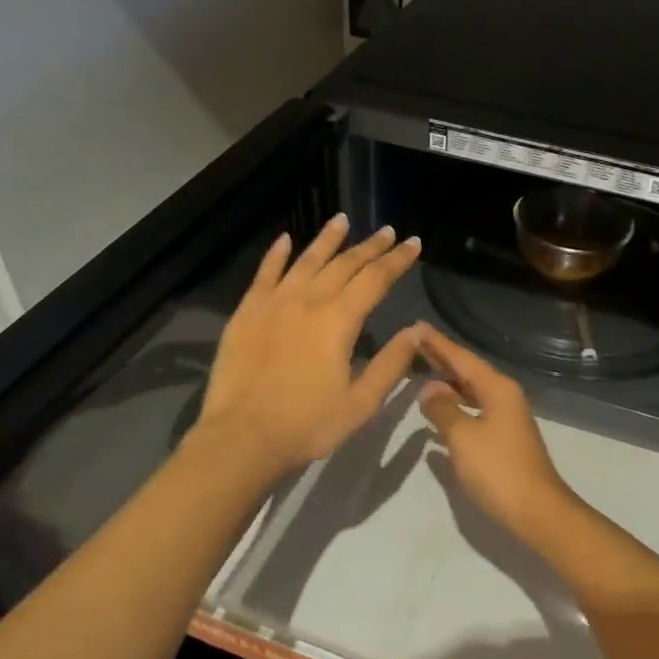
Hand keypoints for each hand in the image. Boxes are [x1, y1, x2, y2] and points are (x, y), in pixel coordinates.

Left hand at [194, 214, 421, 477]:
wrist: (242, 438)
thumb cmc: (308, 425)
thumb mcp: (361, 403)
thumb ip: (391, 364)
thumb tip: (416, 332)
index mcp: (339, 321)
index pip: (375, 279)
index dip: (397, 260)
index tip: (413, 244)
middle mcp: (308, 301)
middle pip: (344, 264)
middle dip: (370, 246)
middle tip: (387, 232)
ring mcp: (273, 303)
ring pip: (306, 260)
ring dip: (327, 239)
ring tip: (342, 221)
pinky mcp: (246, 312)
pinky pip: (264, 273)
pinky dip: (276, 254)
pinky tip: (285, 240)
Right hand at [414, 323, 576, 539]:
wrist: (536, 511)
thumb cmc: (498, 469)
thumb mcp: (463, 436)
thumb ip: (443, 409)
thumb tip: (429, 389)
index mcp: (497, 389)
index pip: (462, 358)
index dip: (438, 344)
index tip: (416, 326)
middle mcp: (504, 397)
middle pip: (468, 371)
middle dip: (442, 358)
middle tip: (414, 343)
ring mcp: (506, 418)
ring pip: (471, 391)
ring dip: (447, 383)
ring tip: (421, 373)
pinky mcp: (503, 439)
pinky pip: (473, 411)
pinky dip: (455, 406)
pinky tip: (439, 412)